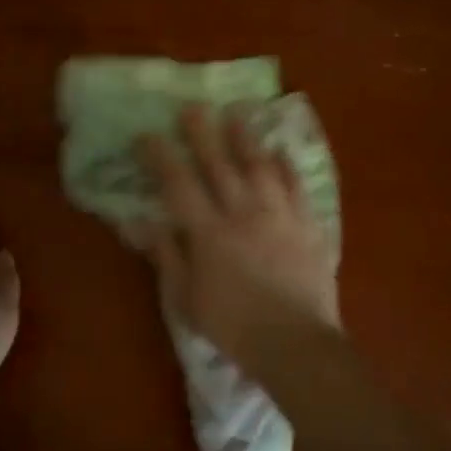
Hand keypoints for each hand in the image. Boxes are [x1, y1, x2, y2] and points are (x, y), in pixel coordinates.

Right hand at [134, 104, 338, 370]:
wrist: (296, 343)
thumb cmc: (233, 327)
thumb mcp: (186, 299)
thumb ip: (167, 256)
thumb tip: (142, 223)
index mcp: (208, 232)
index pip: (178, 184)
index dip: (160, 157)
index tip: (147, 135)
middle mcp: (243, 212)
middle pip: (219, 164)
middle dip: (202, 132)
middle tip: (191, 107)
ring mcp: (279, 214)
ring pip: (260, 165)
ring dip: (245, 137)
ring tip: (236, 114)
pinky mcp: (308, 224)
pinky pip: (296, 186)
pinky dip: (287, 166)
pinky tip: (281, 151)